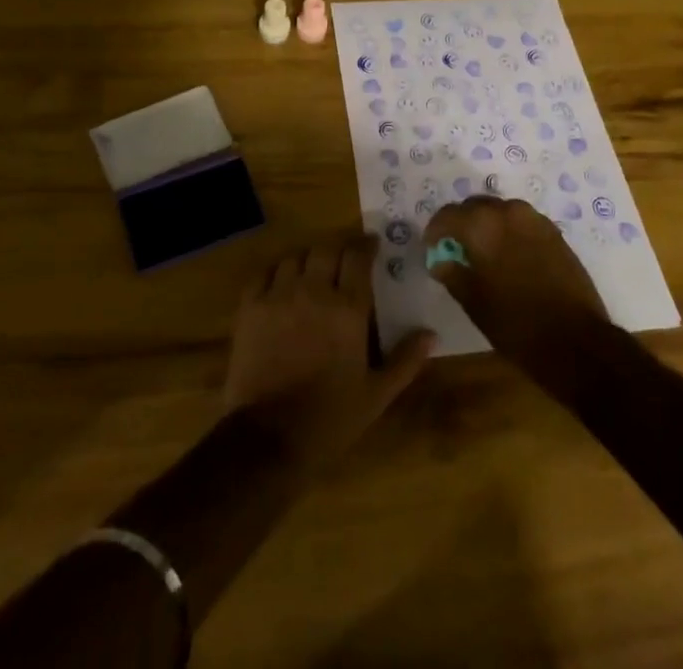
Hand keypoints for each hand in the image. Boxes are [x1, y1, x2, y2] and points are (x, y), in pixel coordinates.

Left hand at [224, 233, 434, 471]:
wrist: (269, 438)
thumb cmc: (330, 418)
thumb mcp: (376, 395)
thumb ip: (405, 360)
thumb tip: (431, 334)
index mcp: (348, 308)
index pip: (358, 256)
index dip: (366, 245)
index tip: (372, 245)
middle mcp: (314, 291)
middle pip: (326, 249)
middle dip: (337, 250)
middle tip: (343, 261)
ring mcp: (278, 296)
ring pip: (295, 257)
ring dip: (307, 261)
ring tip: (312, 273)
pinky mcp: (250, 307)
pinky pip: (263, 273)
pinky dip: (275, 273)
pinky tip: (280, 285)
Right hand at [425, 197, 609, 368]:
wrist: (576, 340)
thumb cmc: (516, 324)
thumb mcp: (474, 302)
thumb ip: (452, 274)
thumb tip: (440, 261)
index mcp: (483, 225)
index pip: (448, 215)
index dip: (435, 231)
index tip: (432, 248)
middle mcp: (508, 211)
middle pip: (475, 206)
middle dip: (461, 223)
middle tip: (454, 248)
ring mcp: (535, 219)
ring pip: (500, 211)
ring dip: (486, 225)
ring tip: (481, 251)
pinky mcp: (554, 232)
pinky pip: (520, 221)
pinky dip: (507, 231)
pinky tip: (506, 255)